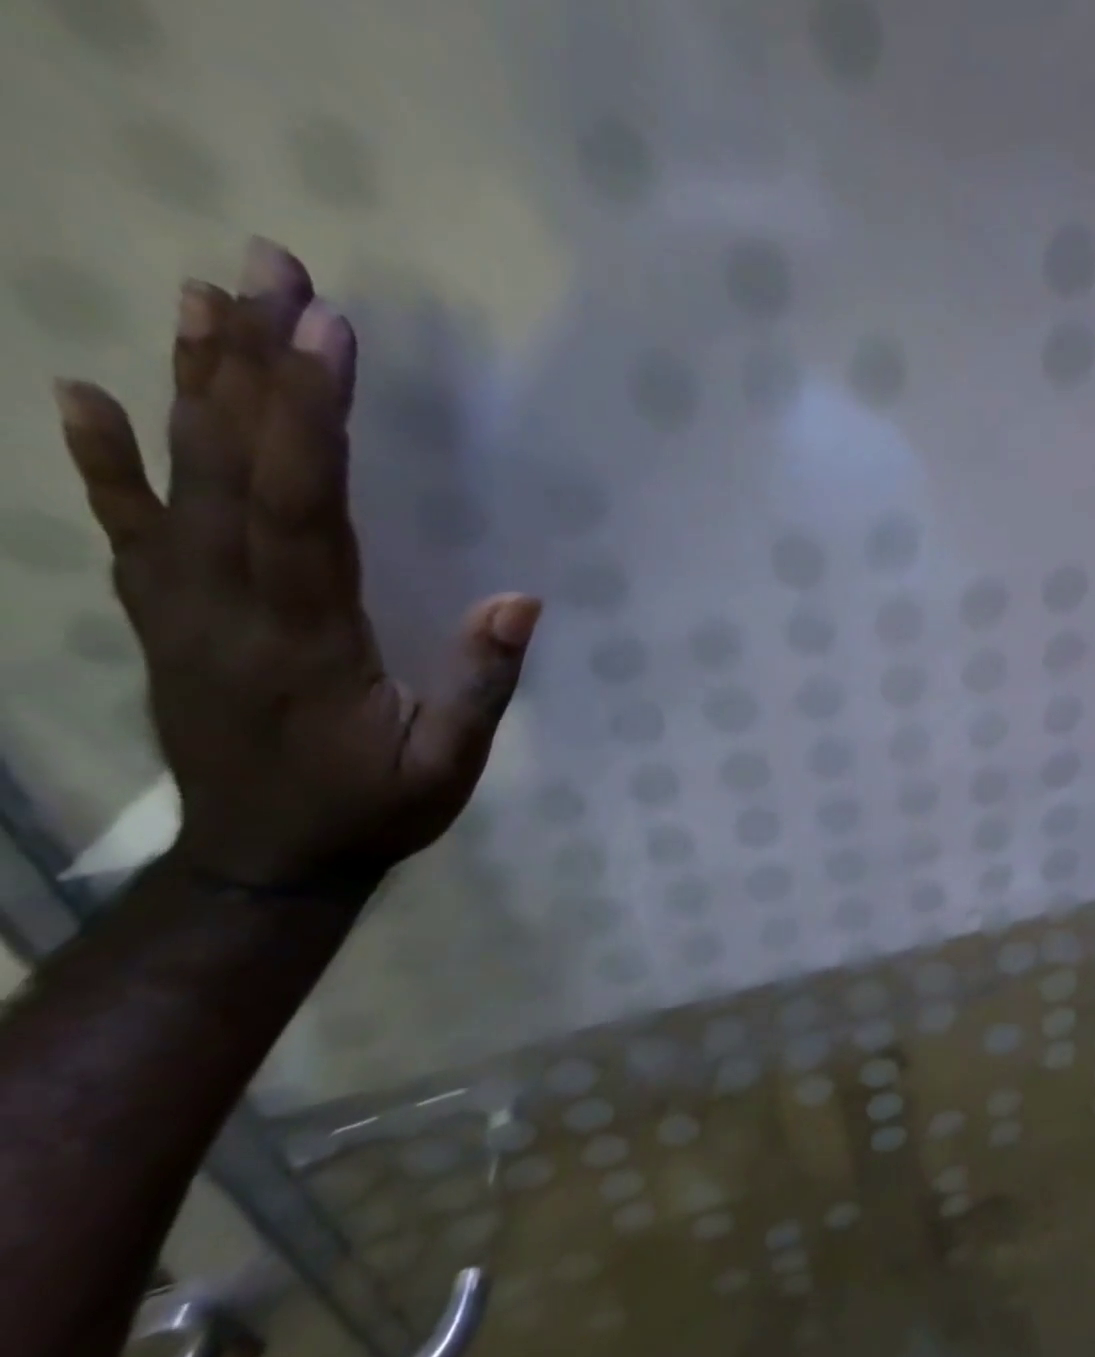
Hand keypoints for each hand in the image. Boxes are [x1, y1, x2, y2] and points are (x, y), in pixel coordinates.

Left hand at [53, 239, 539, 888]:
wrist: (263, 863)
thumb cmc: (370, 812)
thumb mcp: (447, 766)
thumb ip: (480, 686)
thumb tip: (520, 601)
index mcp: (304, 638)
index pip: (303, 505)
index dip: (314, 414)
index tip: (330, 329)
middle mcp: (228, 606)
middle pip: (233, 466)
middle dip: (252, 361)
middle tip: (267, 267)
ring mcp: (184, 609)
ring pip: (179, 479)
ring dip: (191, 382)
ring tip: (200, 293)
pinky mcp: (167, 619)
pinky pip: (127, 529)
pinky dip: (102, 460)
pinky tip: (86, 395)